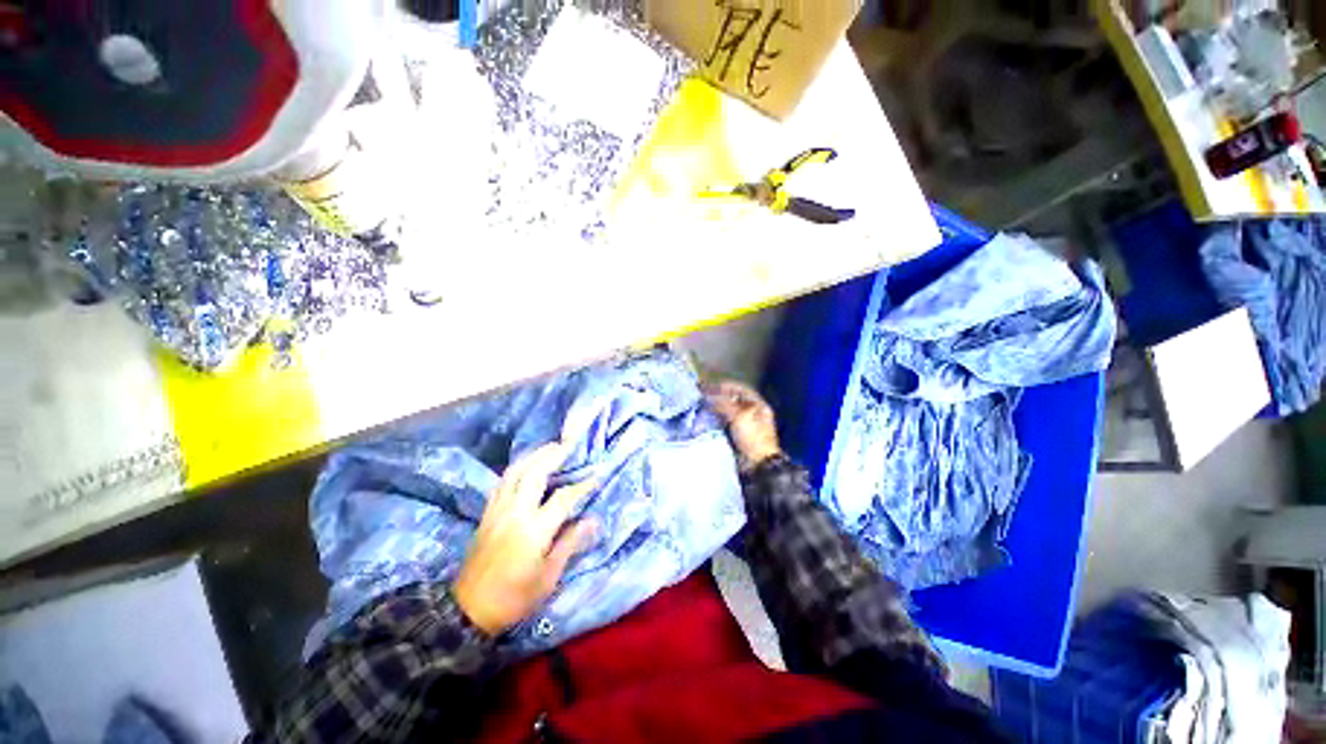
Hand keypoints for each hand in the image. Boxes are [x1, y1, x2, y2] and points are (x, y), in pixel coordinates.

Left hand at [454, 443, 597, 635]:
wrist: (468, 611)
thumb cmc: (514, 598)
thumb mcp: (548, 577)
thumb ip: (570, 544)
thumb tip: (592, 521)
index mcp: (534, 530)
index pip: (563, 497)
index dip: (582, 485)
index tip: (596, 476)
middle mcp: (515, 513)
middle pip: (534, 472)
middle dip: (553, 455)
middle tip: (568, 445)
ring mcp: (498, 511)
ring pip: (514, 472)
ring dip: (533, 456)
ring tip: (549, 448)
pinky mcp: (486, 514)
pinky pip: (502, 482)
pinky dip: (517, 468)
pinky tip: (525, 466)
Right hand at [704, 380, 781, 470]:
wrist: (757, 464)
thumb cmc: (752, 437)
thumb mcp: (739, 417)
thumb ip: (723, 404)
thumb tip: (708, 397)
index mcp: (759, 405)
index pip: (741, 389)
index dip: (726, 386)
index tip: (711, 386)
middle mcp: (753, 412)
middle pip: (734, 400)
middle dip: (719, 397)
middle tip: (704, 396)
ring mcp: (746, 424)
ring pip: (729, 411)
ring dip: (717, 408)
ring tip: (703, 406)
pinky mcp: (739, 435)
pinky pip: (726, 422)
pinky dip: (717, 419)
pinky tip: (708, 418)